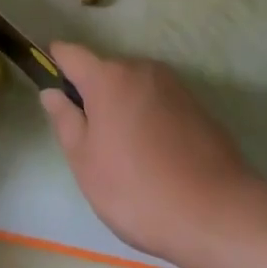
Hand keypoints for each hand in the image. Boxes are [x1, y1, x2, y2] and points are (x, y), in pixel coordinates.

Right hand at [40, 43, 258, 266]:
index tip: (48, 79)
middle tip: (90, 139)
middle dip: (93, 94)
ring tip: (126, 155)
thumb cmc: (138, 190)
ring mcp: (173, 85)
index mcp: (108, 77)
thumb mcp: (86, 163)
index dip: (55, 61)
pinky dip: (150, 119)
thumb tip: (52, 92)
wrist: (218, 214)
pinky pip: (159, 103)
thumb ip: (65, 121)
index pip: (71, 53)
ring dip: (124, 107)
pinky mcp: (197, 105)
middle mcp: (140, 68)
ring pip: (134, 87)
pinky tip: (156, 158)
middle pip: (105, 71)